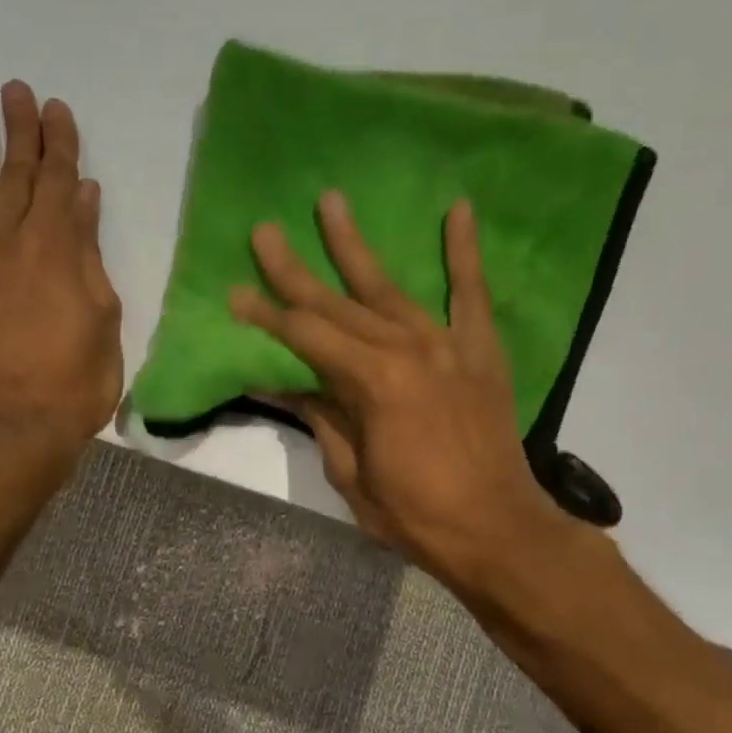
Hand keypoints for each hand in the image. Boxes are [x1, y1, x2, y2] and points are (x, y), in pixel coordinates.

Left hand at [0, 82, 122, 449]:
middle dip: (18, 128)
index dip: (59, 142)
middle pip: (14, 172)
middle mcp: (6, 239)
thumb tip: (83, 198)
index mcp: (54, 249)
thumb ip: (88, 253)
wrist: (10, 430)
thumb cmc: (73, 382)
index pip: (57, 180)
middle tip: (15, 89)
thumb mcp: (102, 319)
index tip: (57, 108)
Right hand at [229, 192, 570, 589]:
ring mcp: (448, 344)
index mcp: (372, 381)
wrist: (497, 530)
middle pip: (339, 304)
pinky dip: (464, 252)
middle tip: (264, 232)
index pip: (306, 337)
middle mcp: (407, 348)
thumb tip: (277, 381)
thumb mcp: (350, 473)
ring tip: (331, 202)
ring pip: (391, 288)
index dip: (266, 317)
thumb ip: (319, 417)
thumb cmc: (414, 514)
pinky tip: (457, 210)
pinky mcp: (481, 350)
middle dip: (294, 271)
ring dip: (356, 247)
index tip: (235, 293)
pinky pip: (472, 293)